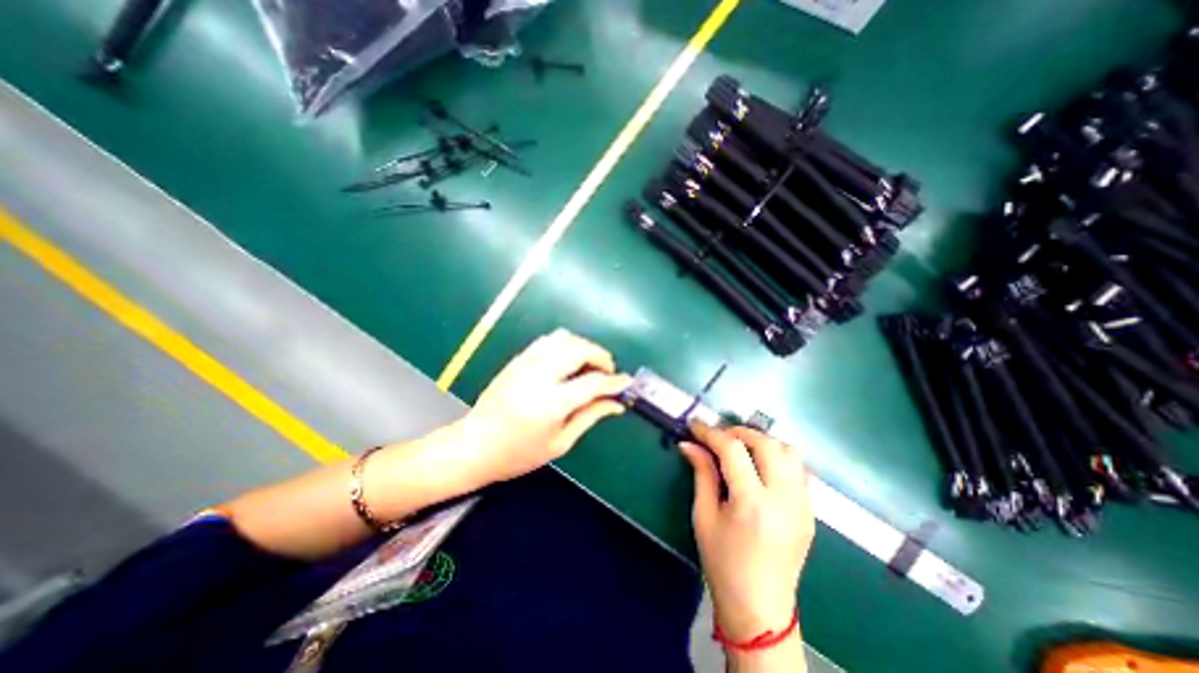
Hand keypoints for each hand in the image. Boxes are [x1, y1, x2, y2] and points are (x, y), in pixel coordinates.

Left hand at [458, 329, 629, 486]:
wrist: (475, 444)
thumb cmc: (518, 453)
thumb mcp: (560, 442)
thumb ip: (590, 416)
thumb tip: (616, 404)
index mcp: (552, 403)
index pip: (593, 382)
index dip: (615, 382)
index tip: (626, 383)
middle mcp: (540, 375)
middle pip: (580, 349)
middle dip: (601, 356)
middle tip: (608, 373)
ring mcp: (526, 363)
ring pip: (564, 338)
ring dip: (583, 347)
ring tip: (588, 366)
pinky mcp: (518, 359)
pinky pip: (547, 340)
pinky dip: (565, 345)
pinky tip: (567, 362)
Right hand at [678, 421, 810, 640]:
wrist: (760, 609)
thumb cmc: (722, 563)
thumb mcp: (704, 516)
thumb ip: (701, 473)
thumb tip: (689, 443)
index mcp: (752, 504)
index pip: (732, 450)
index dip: (711, 432)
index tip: (695, 425)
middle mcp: (783, 499)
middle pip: (766, 444)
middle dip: (738, 432)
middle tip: (717, 436)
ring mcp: (803, 505)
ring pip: (789, 451)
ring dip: (762, 442)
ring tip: (740, 447)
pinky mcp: (810, 511)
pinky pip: (798, 469)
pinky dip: (778, 457)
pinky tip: (759, 466)